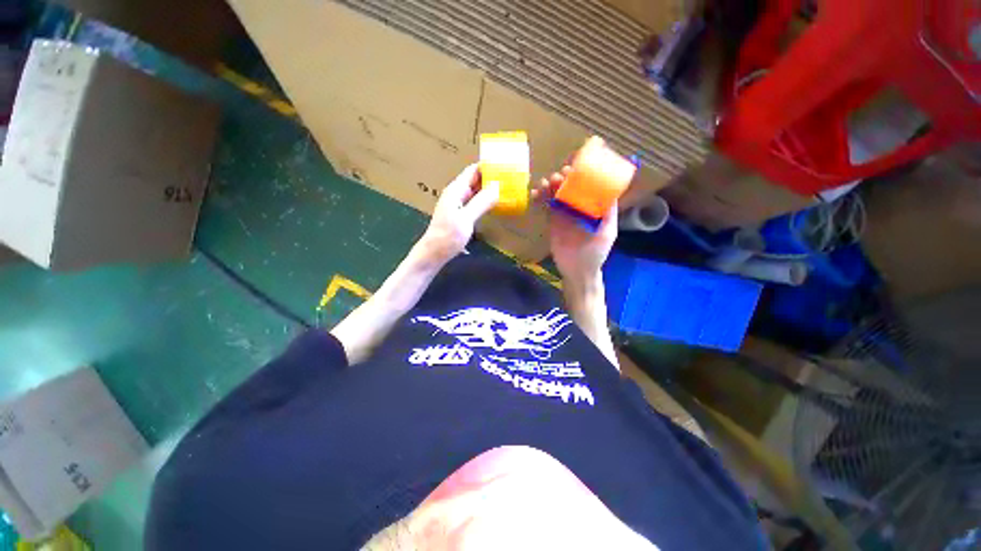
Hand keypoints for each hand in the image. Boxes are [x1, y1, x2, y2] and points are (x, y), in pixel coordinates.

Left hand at [417, 164, 499, 263]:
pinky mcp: (459, 215)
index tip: (505, 165)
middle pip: (474, 180)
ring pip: (475, 191)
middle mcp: (456, 194)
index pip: (473, 170)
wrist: (433, 254)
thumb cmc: (447, 236)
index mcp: (455, 190)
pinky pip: (474, 202)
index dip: (488, 166)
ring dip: (489, 189)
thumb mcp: (466, 219)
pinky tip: (494, 204)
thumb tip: (497, 186)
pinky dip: (485, 200)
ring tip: (506, 189)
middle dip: (491, 177)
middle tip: (510, 178)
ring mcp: (457, 205)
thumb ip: (481, 202)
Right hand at [535, 168, 617, 285]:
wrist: (577, 270)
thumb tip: (611, 191)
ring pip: (557, 195)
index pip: (587, 186)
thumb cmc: (596, 253)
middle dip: (563, 179)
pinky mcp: (552, 222)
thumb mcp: (607, 233)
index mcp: (593, 207)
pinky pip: (546, 207)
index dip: (581, 175)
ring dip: (550, 187)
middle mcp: (579, 207)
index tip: (574, 167)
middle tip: (557, 176)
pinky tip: (535, 194)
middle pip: (570, 188)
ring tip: (544, 184)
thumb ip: (608, 214)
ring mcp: (564, 214)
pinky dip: (540, 199)